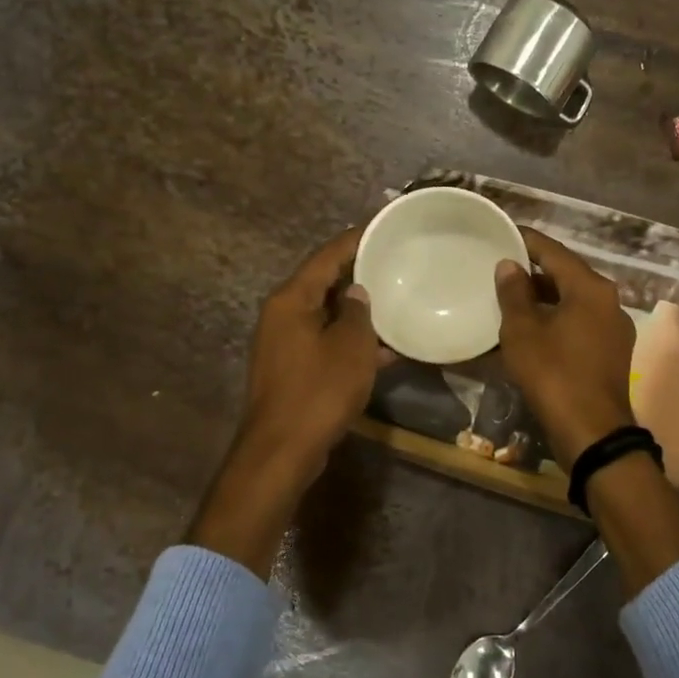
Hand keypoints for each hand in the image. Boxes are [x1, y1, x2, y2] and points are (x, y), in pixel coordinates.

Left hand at [239, 227, 381, 476]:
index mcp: (291, 300)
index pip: (326, 256)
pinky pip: (325, 342)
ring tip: (396, 301)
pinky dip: (350, 341)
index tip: (383, 226)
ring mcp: (284, 344)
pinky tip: (385, 348)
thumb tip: (358, 292)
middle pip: (323, 283)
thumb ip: (358, 313)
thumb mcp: (351, 347)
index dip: (355, 240)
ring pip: (326, 315)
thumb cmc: (319, 391)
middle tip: (395, 261)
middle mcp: (282, 315)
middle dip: (358, 274)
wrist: (283, 451)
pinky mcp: (292, 370)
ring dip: (358, 312)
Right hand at [494, 228, 636, 468]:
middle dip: (534, 271)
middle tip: (501, 267)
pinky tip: (533, 329)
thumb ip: (514, 293)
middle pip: (567, 274)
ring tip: (511, 298)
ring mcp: (614, 328)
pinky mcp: (612, 352)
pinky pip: (580, 323)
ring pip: (574, 300)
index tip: (502, 233)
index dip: (526, 241)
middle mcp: (609, 300)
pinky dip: (557, 319)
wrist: (593, 432)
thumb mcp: (523, 332)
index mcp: (591, 288)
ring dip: (544, 298)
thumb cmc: (554, 374)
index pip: (553, 251)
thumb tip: (509, 265)